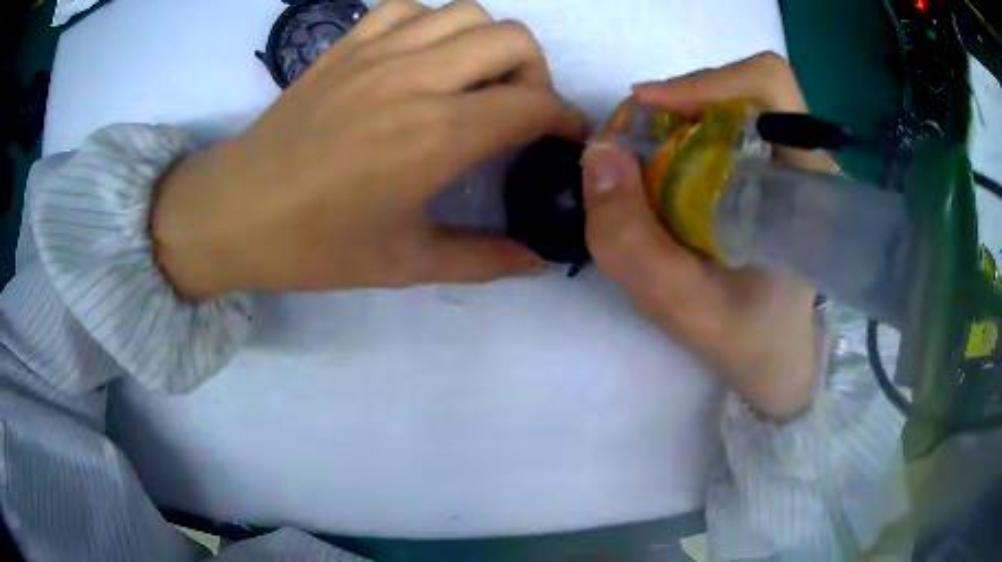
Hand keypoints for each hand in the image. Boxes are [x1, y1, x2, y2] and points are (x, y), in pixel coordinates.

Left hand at [151, 0, 587, 298]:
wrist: (235, 212)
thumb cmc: (315, 245)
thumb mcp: (404, 263)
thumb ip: (482, 260)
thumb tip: (536, 262)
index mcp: (435, 136)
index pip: (532, 104)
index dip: (565, 119)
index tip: (566, 137)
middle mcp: (415, 79)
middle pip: (512, 39)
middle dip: (536, 73)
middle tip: (519, 109)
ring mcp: (376, 52)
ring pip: (467, 13)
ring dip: (489, 43)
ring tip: (475, 80)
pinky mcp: (345, 45)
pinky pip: (409, 8)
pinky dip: (432, 24)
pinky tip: (424, 57)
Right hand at [582, 53, 835, 421]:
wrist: (772, 356)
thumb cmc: (743, 337)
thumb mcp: (680, 304)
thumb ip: (632, 241)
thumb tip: (597, 152)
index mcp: (805, 181)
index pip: (769, 84)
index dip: (707, 81)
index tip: (650, 109)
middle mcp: (799, 157)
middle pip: (733, 87)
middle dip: (669, 106)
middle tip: (624, 150)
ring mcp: (781, 160)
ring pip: (719, 105)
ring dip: (665, 124)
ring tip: (634, 171)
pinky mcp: (763, 169)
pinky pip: (713, 128)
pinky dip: (672, 140)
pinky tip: (656, 180)